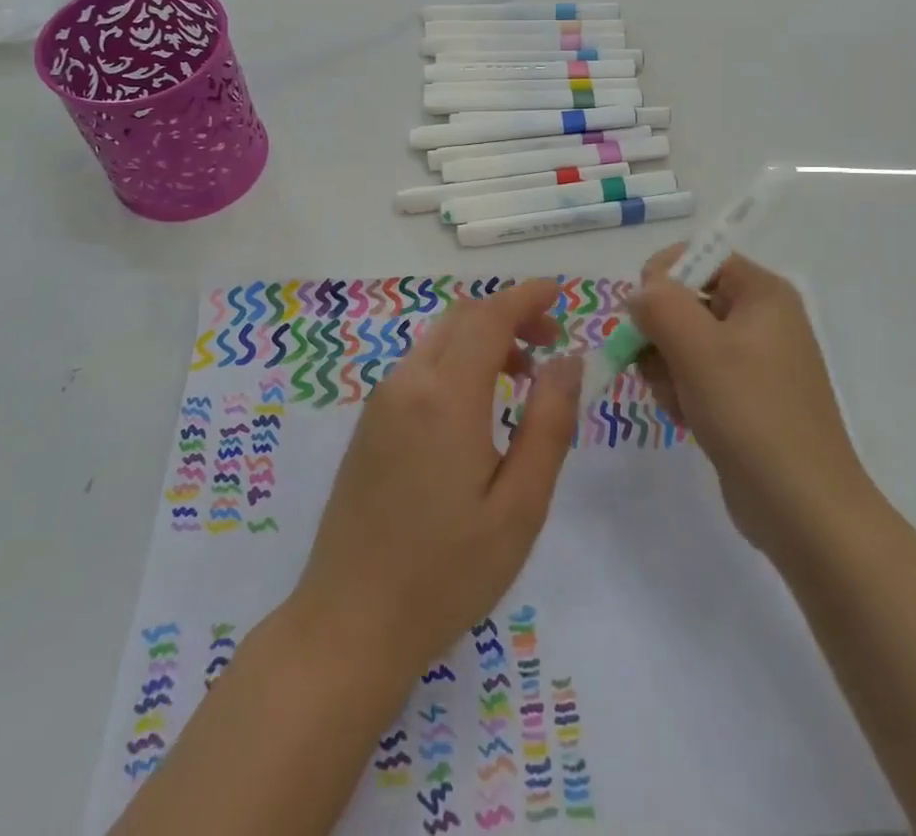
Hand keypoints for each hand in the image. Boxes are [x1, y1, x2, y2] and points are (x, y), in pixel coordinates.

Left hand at [288, 279, 583, 673]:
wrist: (348, 623)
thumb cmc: (446, 571)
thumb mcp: (519, 505)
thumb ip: (548, 423)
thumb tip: (568, 360)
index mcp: (446, 395)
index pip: (489, 316)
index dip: (526, 297)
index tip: (559, 293)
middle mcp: (408, 382)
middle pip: (462, 319)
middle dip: (509, 314)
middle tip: (550, 343)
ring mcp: (381, 402)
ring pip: (439, 341)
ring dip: (483, 339)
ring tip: (522, 376)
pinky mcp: (370, 423)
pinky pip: (420, 367)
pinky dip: (457, 361)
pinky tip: (478, 406)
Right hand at [630, 249, 872, 555]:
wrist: (803, 509)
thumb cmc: (752, 415)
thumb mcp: (699, 349)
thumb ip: (660, 305)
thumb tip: (639, 293)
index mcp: (762, 292)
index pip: (697, 256)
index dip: (662, 278)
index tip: (645, 316)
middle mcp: (760, 317)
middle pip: (685, 300)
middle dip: (661, 333)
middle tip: (662, 368)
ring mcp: (752, 359)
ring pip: (682, 340)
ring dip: (666, 367)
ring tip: (680, 401)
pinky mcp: (743, 396)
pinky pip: (694, 374)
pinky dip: (681, 391)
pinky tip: (686, 418)